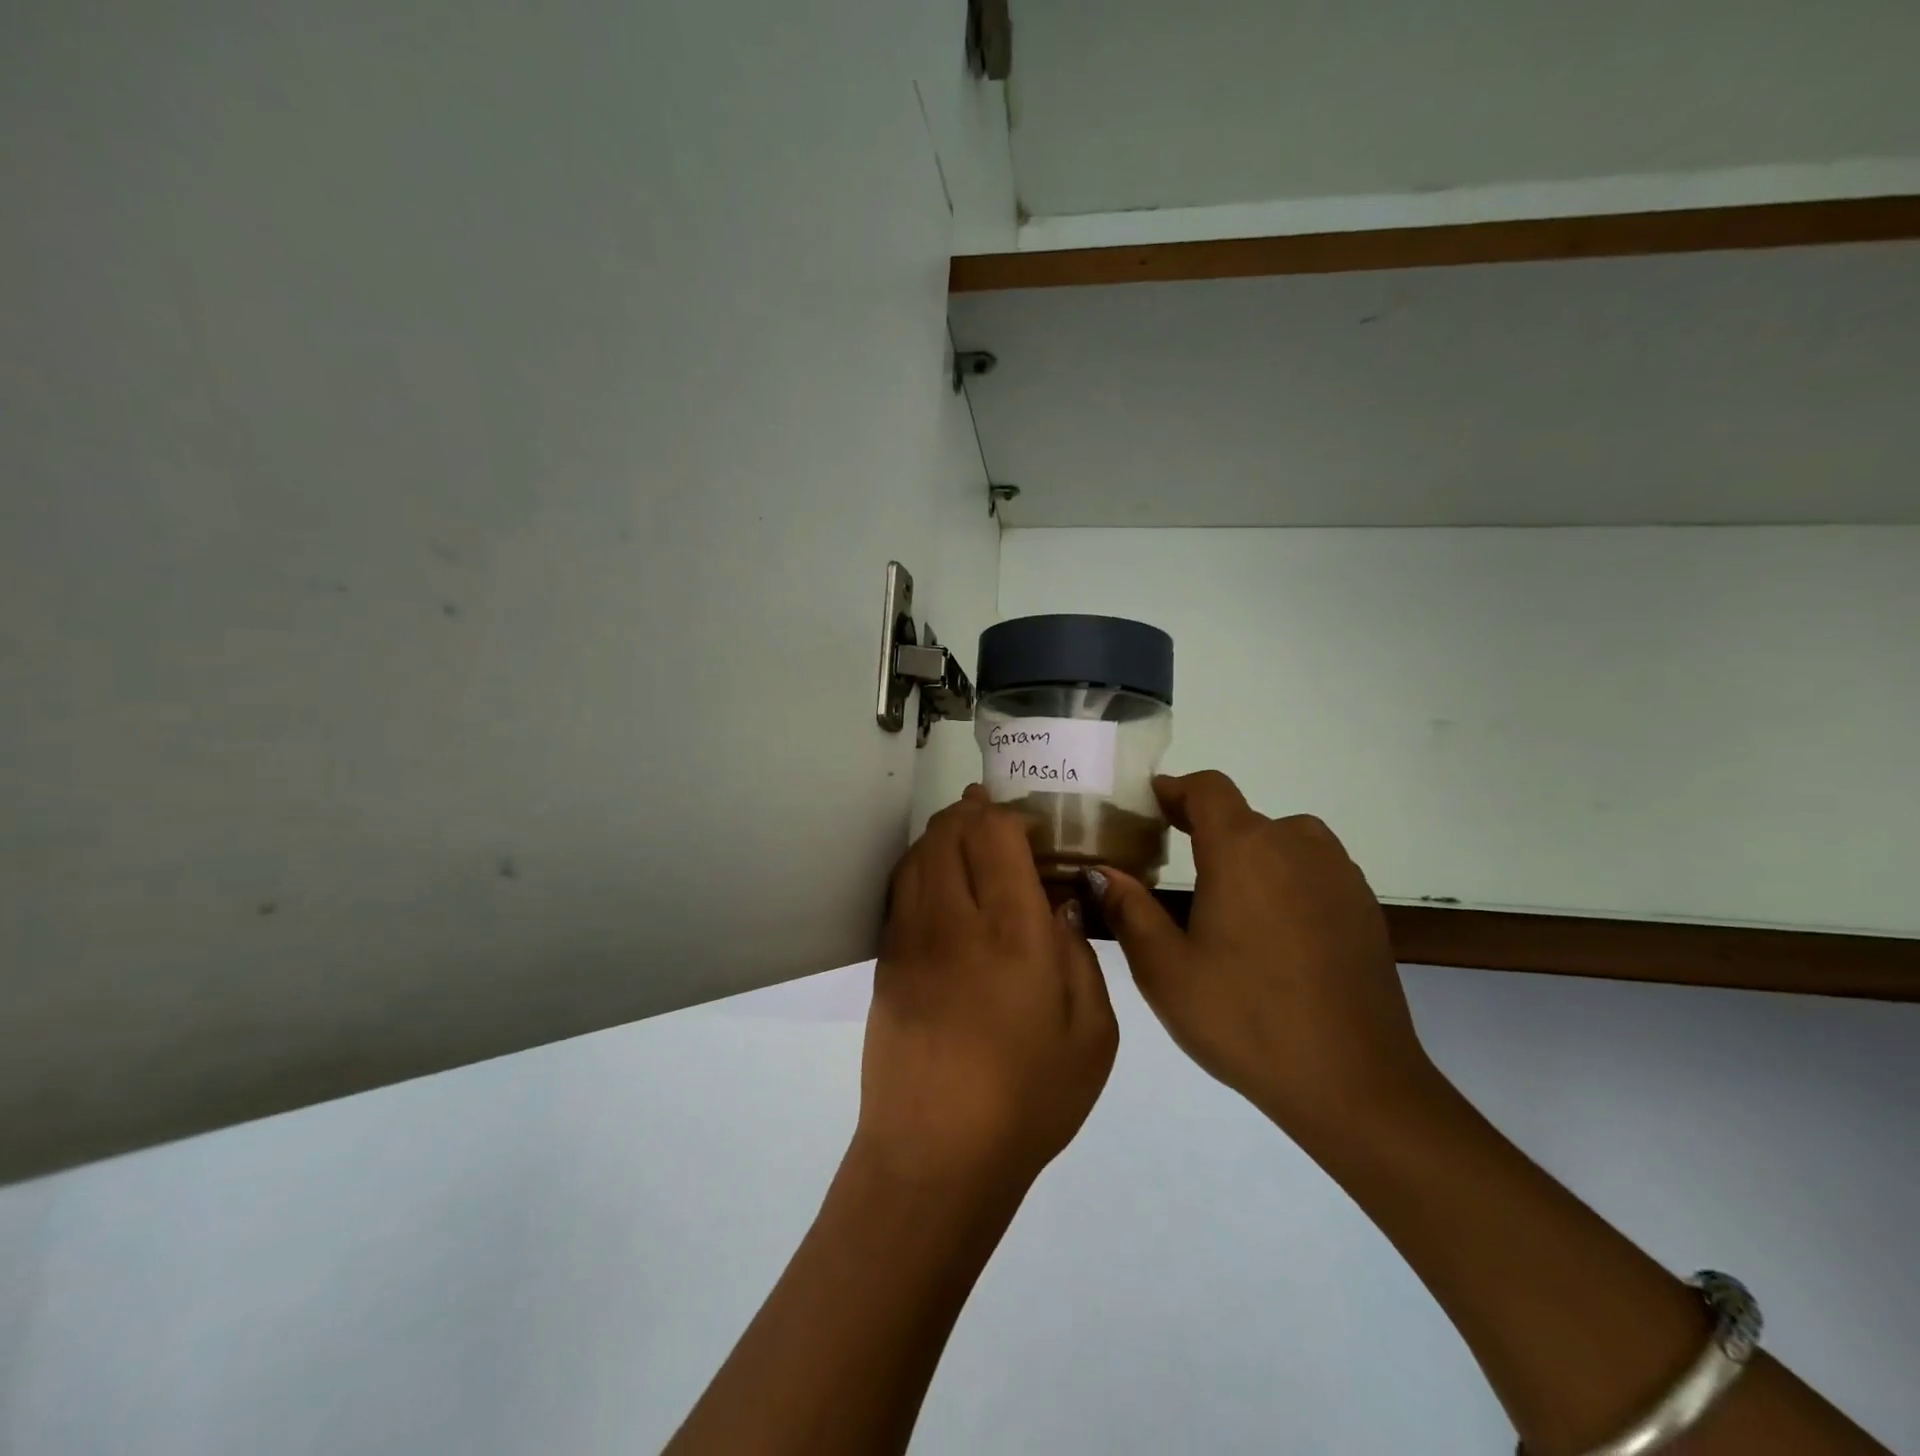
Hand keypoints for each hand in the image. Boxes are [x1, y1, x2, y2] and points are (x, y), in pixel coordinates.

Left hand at [855, 786, 1117, 1195]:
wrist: (934, 1157)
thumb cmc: (1028, 1101)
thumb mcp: (1091, 1035)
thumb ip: (1079, 955)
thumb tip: (1058, 904)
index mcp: (1011, 935)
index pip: (994, 835)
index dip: (1011, 815)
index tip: (1033, 828)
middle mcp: (953, 922)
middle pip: (949, 833)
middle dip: (974, 812)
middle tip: (999, 820)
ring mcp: (909, 939)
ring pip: (918, 854)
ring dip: (944, 834)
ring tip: (968, 838)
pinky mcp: (885, 961)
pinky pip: (900, 889)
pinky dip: (921, 866)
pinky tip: (940, 880)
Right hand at [1091, 770, 1434, 1141]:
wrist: (1354, 1083)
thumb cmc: (1245, 1019)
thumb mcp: (1165, 970)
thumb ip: (1128, 910)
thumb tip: (1100, 871)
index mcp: (1243, 850)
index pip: (1208, 789)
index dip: (1176, 789)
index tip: (1151, 805)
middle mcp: (1295, 845)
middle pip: (1243, 817)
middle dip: (1205, 831)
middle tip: (1173, 868)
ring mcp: (1338, 875)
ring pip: (1282, 841)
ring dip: (1250, 854)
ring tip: (1225, 901)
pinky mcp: (1363, 907)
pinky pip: (1313, 871)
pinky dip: (1285, 880)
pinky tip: (1272, 933)